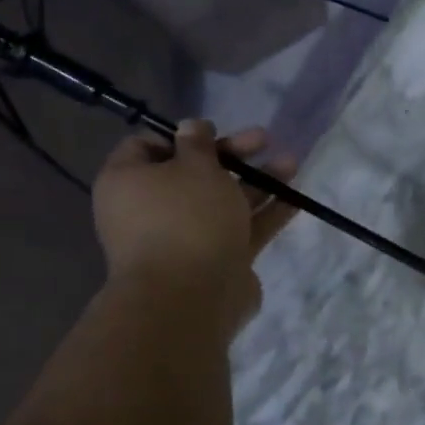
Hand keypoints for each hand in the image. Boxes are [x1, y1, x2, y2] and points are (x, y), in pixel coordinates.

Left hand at [93, 121, 298, 335]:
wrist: (192, 297)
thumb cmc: (186, 218)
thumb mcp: (195, 166)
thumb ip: (198, 143)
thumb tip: (191, 126)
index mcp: (129, 182)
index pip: (146, 147)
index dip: (182, 136)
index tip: (214, 132)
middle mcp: (152, 210)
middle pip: (194, 174)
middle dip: (233, 156)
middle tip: (264, 140)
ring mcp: (186, 238)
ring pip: (224, 201)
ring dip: (258, 181)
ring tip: (292, 164)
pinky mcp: (216, 261)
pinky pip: (241, 229)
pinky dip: (266, 213)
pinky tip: (296, 199)